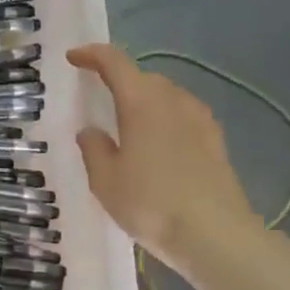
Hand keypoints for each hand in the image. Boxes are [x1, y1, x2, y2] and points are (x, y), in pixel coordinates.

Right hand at [67, 44, 264, 269]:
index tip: (74, 58)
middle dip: (120, 80)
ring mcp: (200, 119)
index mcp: (141, 103)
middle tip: (100, 97)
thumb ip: (94, 150)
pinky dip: (165, 118)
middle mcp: (173, 101)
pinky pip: (184, 116)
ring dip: (145, 100)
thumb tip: (91, 131)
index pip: (115, 63)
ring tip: (128, 123)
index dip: (92, 55)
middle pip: (144, 78)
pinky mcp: (215, 141)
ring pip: (167, 96)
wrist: (214, 234)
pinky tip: (159, 143)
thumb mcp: (105, 181)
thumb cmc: (150, 203)